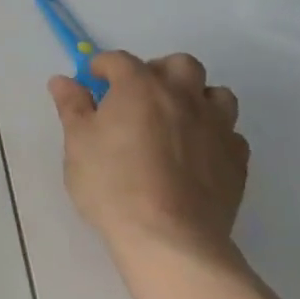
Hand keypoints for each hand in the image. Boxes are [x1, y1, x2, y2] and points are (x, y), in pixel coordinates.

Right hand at [48, 51, 249, 280]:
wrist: (169, 238)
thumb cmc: (112, 185)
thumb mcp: (78, 143)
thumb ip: (72, 106)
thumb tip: (62, 80)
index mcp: (140, 86)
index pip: (119, 60)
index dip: (102, 66)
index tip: (93, 82)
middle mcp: (182, 96)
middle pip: (179, 64)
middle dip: (158, 71)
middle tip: (139, 96)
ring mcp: (216, 127)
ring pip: (216, 94)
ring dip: (196, 98)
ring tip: (176, 119)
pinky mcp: (237, 160)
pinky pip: (230, 133)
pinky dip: (214, 134)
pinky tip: (197, 153)